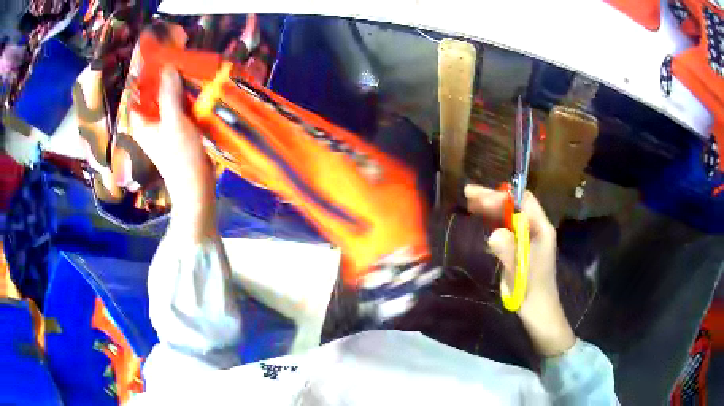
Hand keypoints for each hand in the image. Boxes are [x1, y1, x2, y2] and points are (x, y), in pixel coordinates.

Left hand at [130, 67, 216, 241]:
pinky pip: (178, 108)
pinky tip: (196, 88)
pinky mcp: (177, 130)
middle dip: (164, 78)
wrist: (196, 186)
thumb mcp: (174, 122)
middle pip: (153, 94)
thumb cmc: (180, 156)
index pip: (138, 92)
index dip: (146, 75)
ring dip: (176, 86)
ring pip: (167, 100)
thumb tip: (168, 66)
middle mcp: (149, 123)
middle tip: (179, 59)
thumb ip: (169, 94)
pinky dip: (184, 97)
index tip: (160, 57)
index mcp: (141, 122)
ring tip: (189, 68)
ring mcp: (163, 126)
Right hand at [464, 184, 574, 357]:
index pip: (523, 201)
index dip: (501, 197)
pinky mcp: (520, 248)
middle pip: (514, 206)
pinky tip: (482, 221)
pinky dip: (493, 221)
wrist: (539, 312)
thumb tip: (493, 234)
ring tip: (470, 203)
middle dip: (492, 198)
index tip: (478, 198)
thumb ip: (509, 252)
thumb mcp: (520, 273)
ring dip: (491, 208)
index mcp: (541, 229)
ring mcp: (528, 238)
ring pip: (509, 215)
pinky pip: (507, 228)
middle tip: (468, 194)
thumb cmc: (532, 292)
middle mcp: (536, 229)